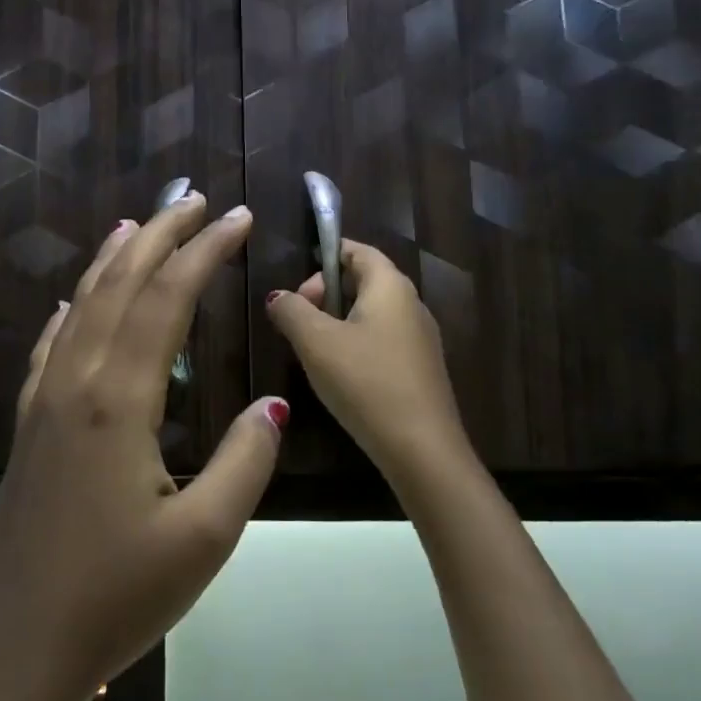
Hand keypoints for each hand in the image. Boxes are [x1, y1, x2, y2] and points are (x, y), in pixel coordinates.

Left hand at [0, 193, 287, 700]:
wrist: (15, 650)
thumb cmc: (115, 598)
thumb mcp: (204, 538)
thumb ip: (245, 461)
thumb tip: (274, 405)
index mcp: (119, 400)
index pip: (167, 299)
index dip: (204, 252)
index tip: (236, 218)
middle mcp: (77, 382)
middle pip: (120, 285)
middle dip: (160, 236)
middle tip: (193, 201)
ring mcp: (44, 401)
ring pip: (80, 306)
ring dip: (112, 260)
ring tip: (137, 225)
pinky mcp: (27, 425)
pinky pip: (49, 346)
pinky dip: (68, 311)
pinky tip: (71, 302)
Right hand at [265, 238, 470, 487]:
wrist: (422, 450)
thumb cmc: (366, 382)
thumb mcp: (316, 342)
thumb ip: (291, 311)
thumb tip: (278, 297)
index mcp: (390, 286)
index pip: (357, 250)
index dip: (325, 257)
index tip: (296, 285)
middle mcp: (412, 303)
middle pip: (364, 280)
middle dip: (326, 293)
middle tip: (299, 319)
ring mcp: (421, 338)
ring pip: (372, 313)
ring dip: (338, 321)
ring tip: (312, 348)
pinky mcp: (421, 369)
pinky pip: (383, 339)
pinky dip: (356, 344)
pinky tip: (340, 374)